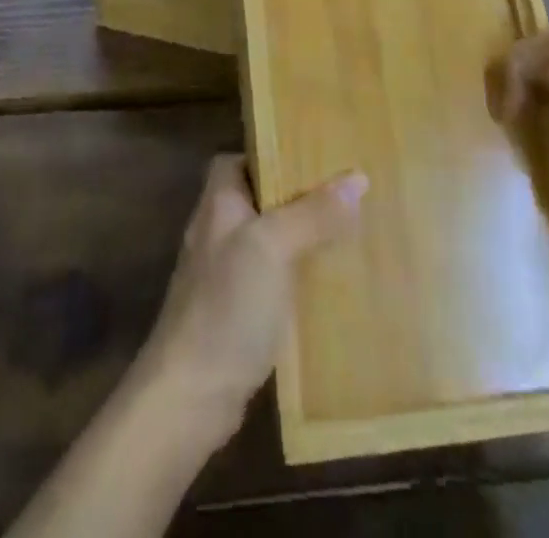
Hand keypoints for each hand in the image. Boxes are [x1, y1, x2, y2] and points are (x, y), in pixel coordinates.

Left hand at [133, 155, 365, 447]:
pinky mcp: (236, 311)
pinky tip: (330, 283)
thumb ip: (312, 212)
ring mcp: (224, 273)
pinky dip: (297, 275)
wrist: (190, 395)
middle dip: (298, 195)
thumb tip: (358, 177)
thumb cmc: (226, 306)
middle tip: (345, 192)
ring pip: (269, 239)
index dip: (273, 153)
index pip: (241, 158)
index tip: (314, 155)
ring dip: (302, 236)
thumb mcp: (273, 248)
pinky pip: (272, 278)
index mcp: (219, 202)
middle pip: (260, 198)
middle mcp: (218, 230)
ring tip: (349, 231)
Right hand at [490, 26, 548, 249]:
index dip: (503, 60)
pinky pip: (525, 158)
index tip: (488, 80)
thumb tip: (507, 102)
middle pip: (515, 84)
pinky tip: (507, 160)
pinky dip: (515, 159)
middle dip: (499, 95)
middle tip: (491, 111)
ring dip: (506, 130)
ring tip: (494, 138)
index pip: (522, 48)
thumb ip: (519, 57)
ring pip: (517, 120)